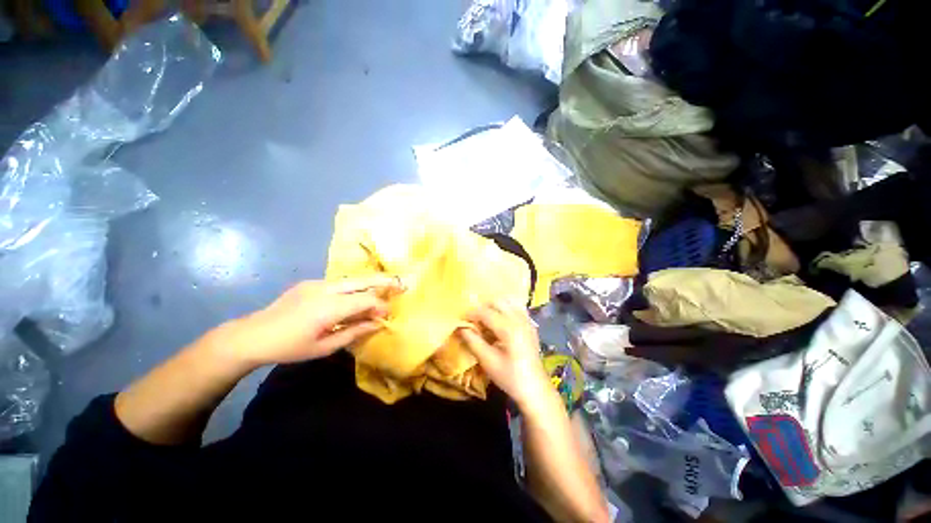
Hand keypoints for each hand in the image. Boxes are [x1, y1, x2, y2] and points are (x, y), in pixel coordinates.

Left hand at [217, 276, 402, 366]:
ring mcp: (317, 283)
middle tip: (401, 283)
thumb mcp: (324, 347)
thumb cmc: (290, 347)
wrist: (252, 335)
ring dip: (368, 285)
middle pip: (363, 280)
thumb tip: (377, 324)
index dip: (381, 306)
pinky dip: (352, 288)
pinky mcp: (310, 283)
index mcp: (329, 307)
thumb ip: (354, 332)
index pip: (366, 300)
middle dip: (384, 281)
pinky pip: (338, 283)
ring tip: (381, 291)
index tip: (388, 314)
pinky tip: (351, 299)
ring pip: (351, 280)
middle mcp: (326, 289)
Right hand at [459, 300, 549, 407]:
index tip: (460, 319)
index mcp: (509, 328)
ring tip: (485, 319)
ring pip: (508, 301)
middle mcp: (519, 319)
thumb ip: (473, 341)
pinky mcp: (530, 324)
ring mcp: (527, 320)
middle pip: (497, 301)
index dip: (471, 313)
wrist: (535, 389)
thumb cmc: (510, 377)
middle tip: (472, 319)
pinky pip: (516, 307)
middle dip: (482, 307)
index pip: (485, 312)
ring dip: (494, 306)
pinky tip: (499, 321)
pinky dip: (505, 309)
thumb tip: (461, 328)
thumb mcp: (488, 361)